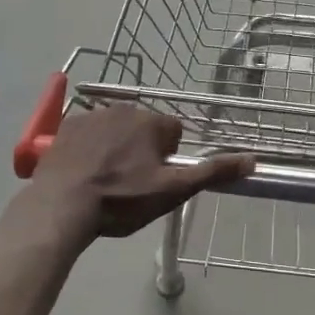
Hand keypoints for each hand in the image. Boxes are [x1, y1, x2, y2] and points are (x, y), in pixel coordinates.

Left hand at [27, 104, 254, 241]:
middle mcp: (123, 109)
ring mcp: (91, 115)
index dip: (168, 158)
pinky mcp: (66, 127)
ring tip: (105, 180)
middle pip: (144, 128)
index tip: (156, 180)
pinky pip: (88, 133)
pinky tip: (84, 172)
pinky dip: (90, 148)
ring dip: (116, 147)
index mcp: (151, 122)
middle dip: (142, 150)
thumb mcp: (172, 191)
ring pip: (115, 129)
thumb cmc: (122, 200)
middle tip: (131, 183)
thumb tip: (251, 160)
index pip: (174, 133)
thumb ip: (212, 173)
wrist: (62, 206)